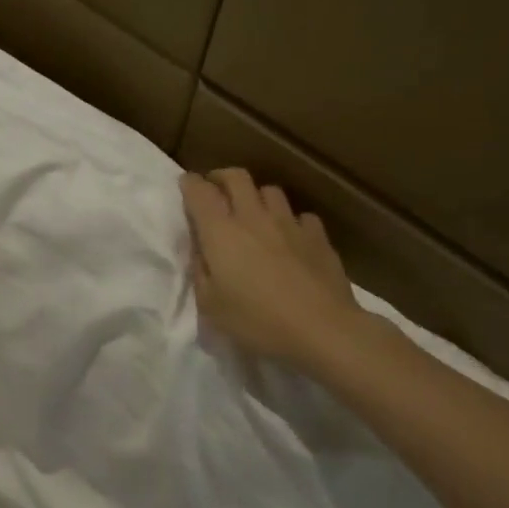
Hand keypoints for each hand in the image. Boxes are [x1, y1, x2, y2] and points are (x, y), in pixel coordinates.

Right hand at [180, 169, 363, 370]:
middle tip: (215, 191)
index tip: (185, 185)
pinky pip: (300, 216)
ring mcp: (289, 223)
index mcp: (220, 232)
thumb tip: (200, 250)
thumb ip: (200, 271)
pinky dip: (290, 221)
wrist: (323, 330)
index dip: (189, 183)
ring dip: (256, 197)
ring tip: (253, 214)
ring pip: (269, 191)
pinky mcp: (318, 236)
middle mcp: (253, 217)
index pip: (199, 191)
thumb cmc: (257, 321)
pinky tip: (290, 238)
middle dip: (221, 178)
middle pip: (236, 177)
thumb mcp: (210, 305)